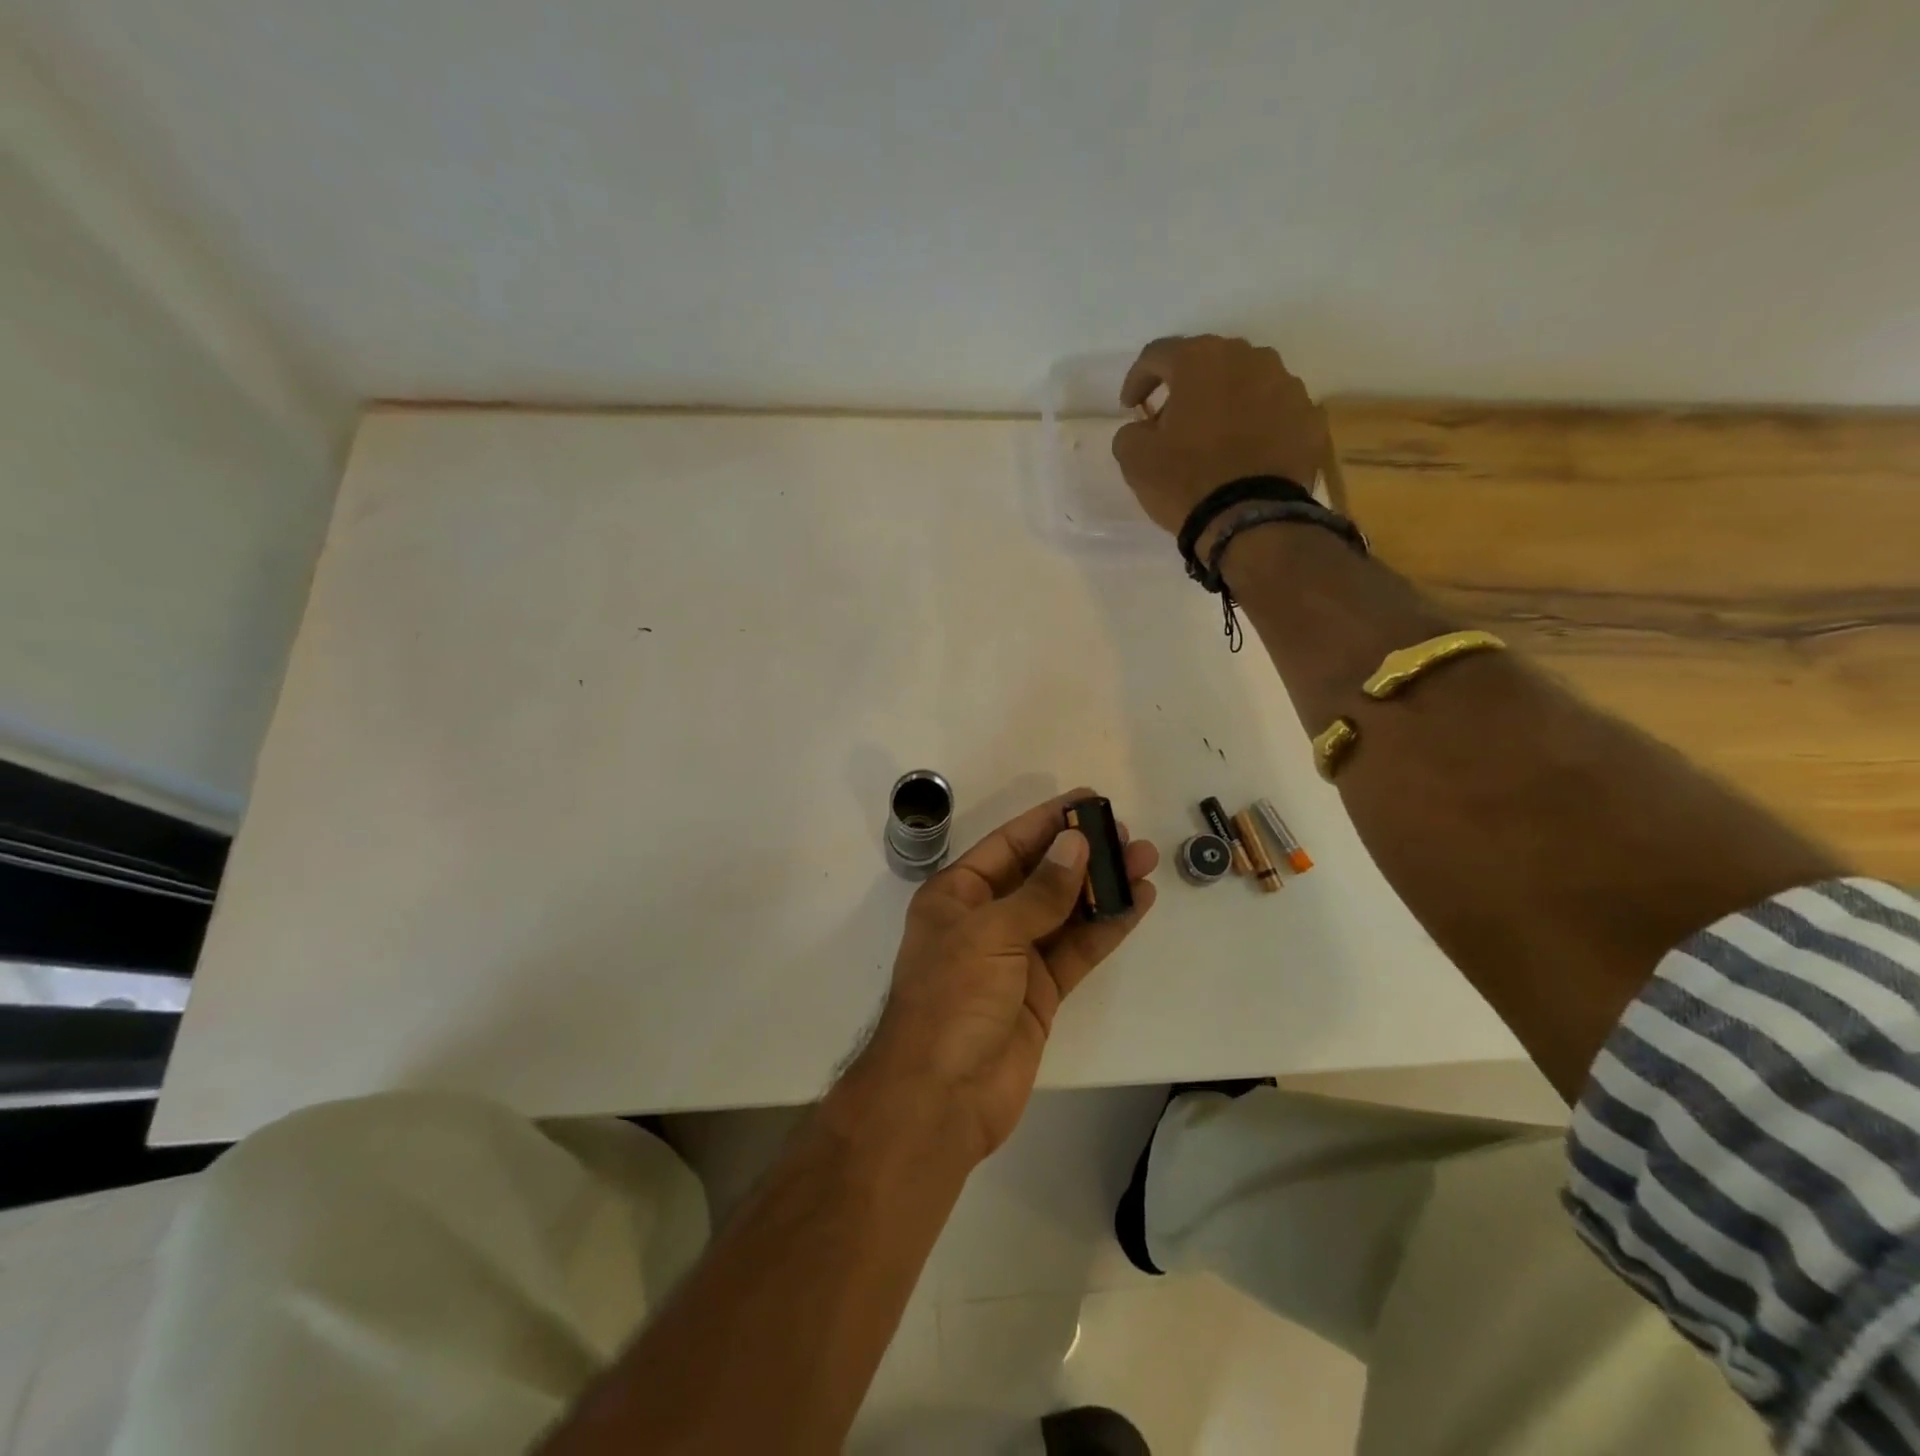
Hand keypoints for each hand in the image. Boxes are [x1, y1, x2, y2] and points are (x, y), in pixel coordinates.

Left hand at [852, 789, 1157, 1161]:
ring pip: (1065, 911)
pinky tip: (1137, 903)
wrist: (941, 1097)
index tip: (1087, 801)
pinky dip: (1106, 927)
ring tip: (1144, 860)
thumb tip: (1076, 845)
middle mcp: (985, 920)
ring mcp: (1014, 958)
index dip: (1047, 821)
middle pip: (1040, 876)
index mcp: (957, 896)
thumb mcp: (991, 934)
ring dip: (1102, 887)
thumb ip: (1040, 892)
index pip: (1008, 845)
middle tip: (1126, 833)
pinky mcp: (1040, 992)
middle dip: (1082, 854)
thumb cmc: (952, 999)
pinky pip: (1077, 950)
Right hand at [1111, 335, 1328, 533]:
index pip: (1158, 354)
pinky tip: (1246, 454)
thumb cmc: (1186, 481)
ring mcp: (1287, 385)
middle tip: (1171, 422)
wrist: (1251, 519)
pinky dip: (1257, 425)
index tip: (1130, 408)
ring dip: (1225, 403)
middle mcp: (1248, 358)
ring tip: (1214, 438)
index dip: (1138, 379)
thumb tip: (1143, 428)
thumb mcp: (1135, 459)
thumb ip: (1131, 432)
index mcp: (1200, 360)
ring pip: (1246, 384)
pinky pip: (1274, 412)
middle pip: (1208, 362)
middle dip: (1186, 388)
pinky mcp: (1309, 417)